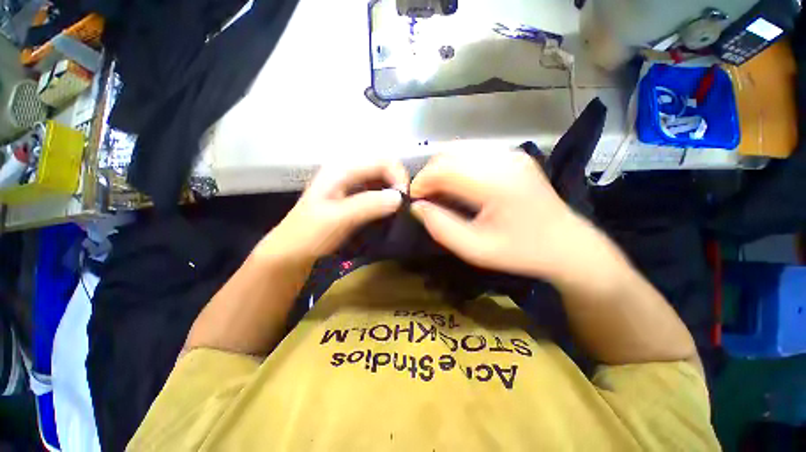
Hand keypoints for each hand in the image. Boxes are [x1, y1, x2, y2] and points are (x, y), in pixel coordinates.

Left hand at [258, 160, 408, 264]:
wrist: (291, 252)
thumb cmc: (309, 234)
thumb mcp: (339, 218)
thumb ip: (369, 205)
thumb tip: (400, 197)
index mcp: (342, 169)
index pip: (382, 161)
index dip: (398, 177)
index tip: (405, 200)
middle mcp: (347, 171)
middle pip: (383, 168)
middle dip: (397, 185)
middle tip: (403, 207)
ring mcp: (349, 184)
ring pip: (381, 180)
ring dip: (392, 193)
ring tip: (397, 211)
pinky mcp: (351, 197)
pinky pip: (375, 192)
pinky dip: (385, 199)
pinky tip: (386, 212)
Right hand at [410, 150, 601, 281]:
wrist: (567, 244)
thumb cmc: (521, 252)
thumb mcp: (475, 250)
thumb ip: (441, 228)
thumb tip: (416, 207)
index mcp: (496, 183)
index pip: (444, 169)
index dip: (422, 182)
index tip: (414, 200)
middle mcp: (504, 158)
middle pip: (449, 154)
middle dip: (429, 174)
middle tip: (425, 198)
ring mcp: (511, 153)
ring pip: (459, 149)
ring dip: (441, 169)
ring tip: (439, 192)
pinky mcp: (513, 155)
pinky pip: (473, 152)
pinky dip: (456, 166)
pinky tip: (457, 185)